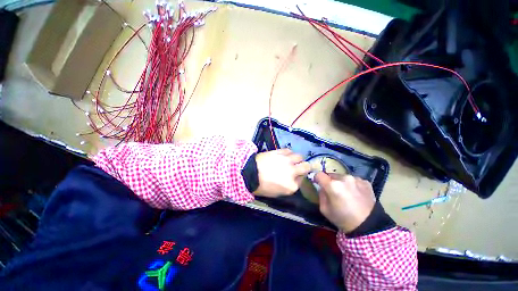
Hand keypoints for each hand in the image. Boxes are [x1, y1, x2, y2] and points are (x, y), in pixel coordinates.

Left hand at [254, 149, 310, 196]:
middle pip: (306, 166)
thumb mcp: (276, 193)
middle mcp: (292, 172)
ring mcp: (287, 161)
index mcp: (292, 186)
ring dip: (296, 159)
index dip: (298, 178)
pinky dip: (288, 153)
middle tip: (298, 167)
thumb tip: (292, 179)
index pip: (302, 180)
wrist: (249, 174)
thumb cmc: (261, 186)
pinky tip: (283, 155)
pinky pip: (289, 150)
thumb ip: (288, 187)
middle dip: (304, 167)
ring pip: (300, 156)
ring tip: (290, 160)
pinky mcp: (280, 152)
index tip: (293, 177)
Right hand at [315, 173, 375, 232]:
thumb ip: (321, 194)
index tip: (318, 183)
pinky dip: (352, 185)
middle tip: (334, 192)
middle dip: (330, 181)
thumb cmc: (343, 219)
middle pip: (331, 175)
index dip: (317, 178)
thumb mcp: (324, 209)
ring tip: (346, 194)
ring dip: (341, 183)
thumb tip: (322, 187)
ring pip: (342, 177)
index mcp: (332, 185)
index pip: (319, 174)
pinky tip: (355, 195)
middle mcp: (344, 178)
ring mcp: (356, 179)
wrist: (369, 226)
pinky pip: (353, 180)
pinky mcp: (365, 182)